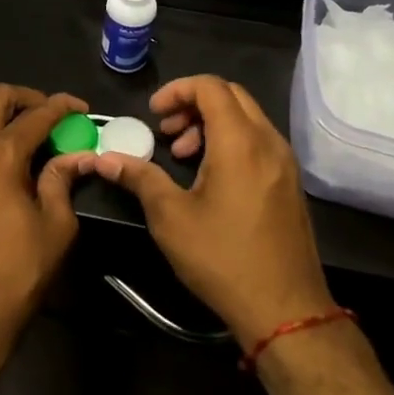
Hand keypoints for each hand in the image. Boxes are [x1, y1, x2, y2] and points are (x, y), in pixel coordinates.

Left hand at [0, 85, 91, 365]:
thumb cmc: (17, 273)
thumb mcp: (57, 228)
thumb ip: (62, 182)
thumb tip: (75, 157)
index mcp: (2, 154)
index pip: (38, 115)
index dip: (63, 107)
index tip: (80, 108)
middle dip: (25, 98)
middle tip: (46, 114)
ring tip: (4, 128)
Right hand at [90, 75, 332, 348]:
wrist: (285, 309)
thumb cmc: (222, 258)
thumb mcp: (171, 217)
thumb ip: (139, 178)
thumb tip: (104, 159)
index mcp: (240, 142)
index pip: (210, 86)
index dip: (177, 91)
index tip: (153, 114)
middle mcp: (268, 142)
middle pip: (231, 95)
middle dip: (193, 104)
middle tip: (166, 132)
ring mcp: (284, 162)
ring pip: (246, 118)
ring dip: (211, 123)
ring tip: (183, 155)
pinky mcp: (289, 182)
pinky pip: (258, 140)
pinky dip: (230, 141)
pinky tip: (209, 176)